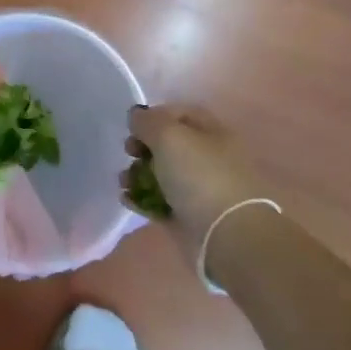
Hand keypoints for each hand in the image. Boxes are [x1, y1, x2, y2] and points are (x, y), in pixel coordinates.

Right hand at [124, 103, 273, 252]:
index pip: (182, 114)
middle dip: (143, 147)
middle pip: (169, 145)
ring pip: (162, 174)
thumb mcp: (170, 137)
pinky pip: (159, 202)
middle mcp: (208, 158)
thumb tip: (137, 115)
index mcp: (213, 133)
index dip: (155, 116)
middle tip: (129, 152)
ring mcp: (199, 189)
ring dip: (137, 174)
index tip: (134, 126)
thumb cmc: (200, 176)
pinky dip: (141, 199)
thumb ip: (148, 122)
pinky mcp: (188, 216)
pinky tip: (127, 199)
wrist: (227, 236)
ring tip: (123, 181)